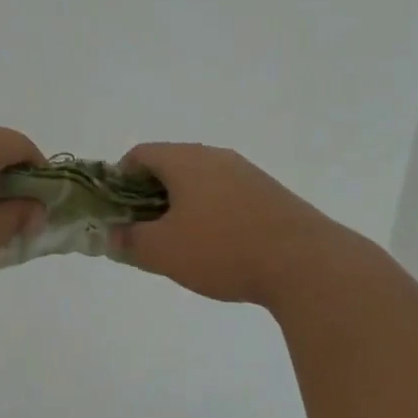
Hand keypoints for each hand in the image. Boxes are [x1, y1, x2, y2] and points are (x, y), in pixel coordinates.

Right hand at [108, 143, 338, 306]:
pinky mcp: (269, 193)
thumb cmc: (223, 249)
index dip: (119, 179)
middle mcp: (215, 156)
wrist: (305, 263)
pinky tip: (218, 246)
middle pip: (170, 165)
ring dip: (182, 205)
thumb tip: (112, 235)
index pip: (140, 154)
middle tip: (143, 230)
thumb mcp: (163, 251)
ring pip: (200, 180)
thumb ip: (130, 241)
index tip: (116, 211)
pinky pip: (226, 194)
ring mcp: (246, 172)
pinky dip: (211, 212)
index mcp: (185, 159)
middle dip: (150, 195)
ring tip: (180, 243)